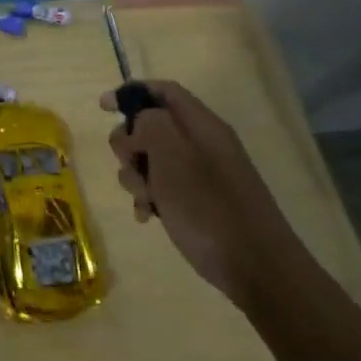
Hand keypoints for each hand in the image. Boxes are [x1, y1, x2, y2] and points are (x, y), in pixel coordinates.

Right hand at [101, 80, 306, 312]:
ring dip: (137, 177)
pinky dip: (150, 197)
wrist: (256, 268)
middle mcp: (203, 144)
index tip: (103, 108)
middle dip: (130, 145)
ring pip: (152, 160)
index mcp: (202, 126)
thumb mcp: (172, 158)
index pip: (164, 91)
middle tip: (132, 165)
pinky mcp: (199, 201)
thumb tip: (140, 119)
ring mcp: (202, 174)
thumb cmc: (209, 209)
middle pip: (151, 126)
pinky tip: (148, 216)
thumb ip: (151, 125)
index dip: (132, 93)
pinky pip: (163, 187)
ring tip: (145, 200)